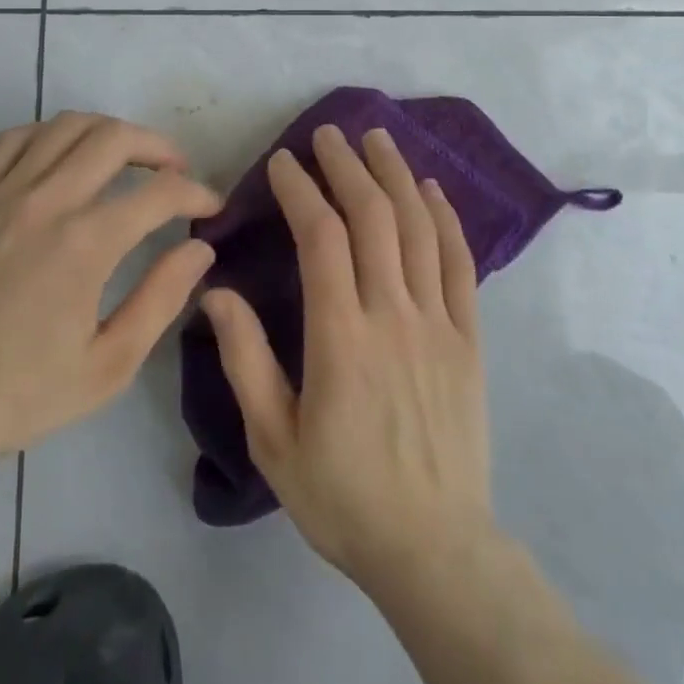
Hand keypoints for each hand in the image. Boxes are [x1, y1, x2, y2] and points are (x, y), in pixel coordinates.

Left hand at [0, 112, 221, 470]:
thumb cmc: (22, 393)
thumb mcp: (109, 365)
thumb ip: (161, 298)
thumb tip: (200, 249)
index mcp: (85, 244)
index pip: (159, 193)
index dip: (195, 193)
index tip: (210, 207)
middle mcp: (46, 202)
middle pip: (114, 138)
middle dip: (158, 146)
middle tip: (175, 170)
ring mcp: (2, 194)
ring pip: (66, 126)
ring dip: (108, 131)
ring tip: (125, 155)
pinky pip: (14, 139)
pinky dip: (49, 134)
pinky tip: (61, 156)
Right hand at [202, 125, 493, 590]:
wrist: (436, 550)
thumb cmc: (343, 497)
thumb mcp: (273, 440)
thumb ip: (244, 360)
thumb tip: (214, 291)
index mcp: (340, 337)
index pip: (321, 237)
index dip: (302, 189)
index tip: (285, 162)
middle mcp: (392, 314)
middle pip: (372, 217)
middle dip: (348, 166)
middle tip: (330, 134)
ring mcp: (438, 323)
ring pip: (418, 228)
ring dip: (396, 176)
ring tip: (378, 138)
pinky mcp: (469, 338)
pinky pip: (460, 264)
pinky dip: (446, 219)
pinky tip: (431, 190)